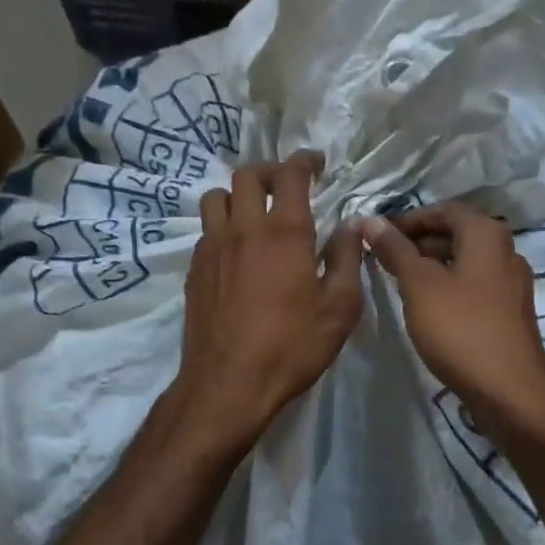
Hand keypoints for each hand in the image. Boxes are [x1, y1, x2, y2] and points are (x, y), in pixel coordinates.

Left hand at [173, 152, 364, 454]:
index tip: (317, 164)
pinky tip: (237, 253)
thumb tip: (350, 226)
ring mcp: (212, 247)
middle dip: (270, 171)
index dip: (304, 161)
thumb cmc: (291, 346)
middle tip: (286, 186)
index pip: (290, 175)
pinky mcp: (194, 269)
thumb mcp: (339, 308)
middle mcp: (244, 229)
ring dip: (237, 195)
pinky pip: (206, 231)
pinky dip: (223, 227)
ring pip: (216, 197)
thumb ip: (347, 259)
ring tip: (254, 213)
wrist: (227, 384)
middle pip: (246, 175)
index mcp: (284, 232)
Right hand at [364, 204, 544, 440]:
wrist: (511, 393)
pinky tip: (426, 308)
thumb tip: (371, 220)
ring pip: (464, 262)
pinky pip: (473, 287)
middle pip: (456, 234)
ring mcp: (510, 285)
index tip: (378, 235)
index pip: (444, 210)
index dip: (409, 219)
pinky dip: (447, 287)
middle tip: (383, 259)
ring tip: (398, 283)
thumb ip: (395, 250)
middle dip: (418, 243)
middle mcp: (505, 252)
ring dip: (431, 266)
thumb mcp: (419, 285)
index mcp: (486, 235)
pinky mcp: (509, 313)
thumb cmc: (460, 328)